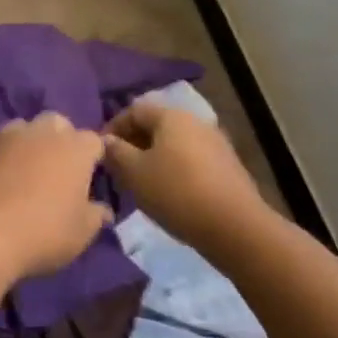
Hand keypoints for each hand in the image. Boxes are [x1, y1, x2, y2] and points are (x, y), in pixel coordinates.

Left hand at [0, 113, 112, 280]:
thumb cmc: (43, 231)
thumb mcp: (81, 233)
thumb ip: (95, 216)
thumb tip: (103, 209)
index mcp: (75, 148)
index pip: (94, 140)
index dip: (94, 157)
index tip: (92, 177)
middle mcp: (44, 132)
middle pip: (59, 124)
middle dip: (63, 139)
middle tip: (62, 170)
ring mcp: (10, 136)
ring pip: (28, 128)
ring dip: (33, 142)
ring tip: (32, 172)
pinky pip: (2, 144)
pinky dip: (8, 156)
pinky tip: (5, 179)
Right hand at [103, 100, 270, 253]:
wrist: (236, 227)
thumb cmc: (176, 192)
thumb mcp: (134, 173)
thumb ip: (115, 152)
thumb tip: (105, 141)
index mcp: (171, 115)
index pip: (133, 110)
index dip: (113, 127)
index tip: (100, 151)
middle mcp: (195, 121)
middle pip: (155, 125)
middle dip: (133, 143)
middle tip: (118, 168)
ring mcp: (215, 143)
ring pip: (174, 144)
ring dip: (153, 157)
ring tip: (141, 182)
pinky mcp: (228, 166)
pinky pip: (191, 159)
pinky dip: (174, 169)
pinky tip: (169, 192)